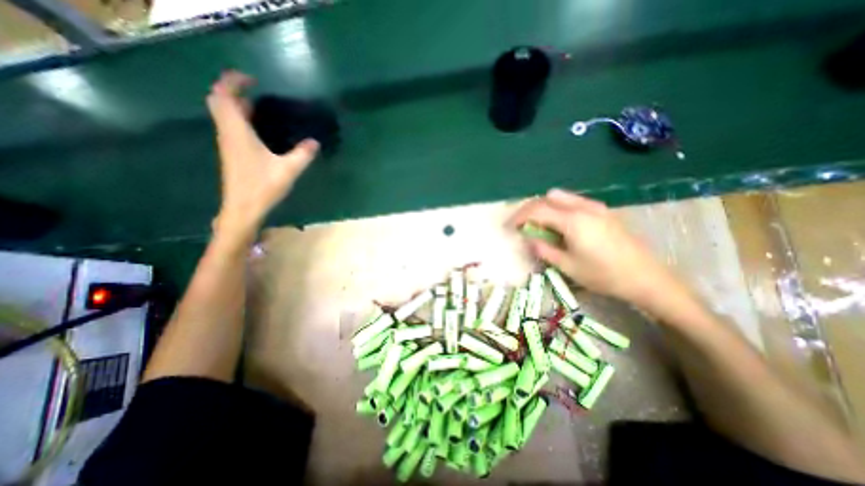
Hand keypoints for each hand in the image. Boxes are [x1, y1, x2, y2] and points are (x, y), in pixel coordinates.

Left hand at [206, 70, 319, 237]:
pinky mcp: (232, 153)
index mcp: (237, 132)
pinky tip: (258, 127)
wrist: (242, 208)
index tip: (252, 79)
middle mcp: (228, 133)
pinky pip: (230, 125)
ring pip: (223, 114)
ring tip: (258, 105)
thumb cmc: (262, 187)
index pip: (224, 96)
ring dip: (235, 104)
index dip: (233, 81)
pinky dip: (239, 118)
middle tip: (253, 89)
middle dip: (231, 89)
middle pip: (218, 101)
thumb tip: (314, 142)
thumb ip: (302, 154)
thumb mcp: (288, 170)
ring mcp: (228, 143)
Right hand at [508, 187, 686, 304]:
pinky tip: (560, 223)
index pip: (537, 210)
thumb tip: (528, 238)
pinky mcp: (603, 211)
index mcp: (573, 221)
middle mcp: (583, 207)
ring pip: (561, 196)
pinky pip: (574, 201)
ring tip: (538, 223)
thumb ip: (543, 249)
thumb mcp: (567, 266)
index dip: (519, 217)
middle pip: (547, 197)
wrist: (645, 277)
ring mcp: (596, 206)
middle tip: (522, 224)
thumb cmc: (603, 275)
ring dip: (545, 206)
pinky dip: (559, 207)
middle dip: (530, 208)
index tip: (508, 226)